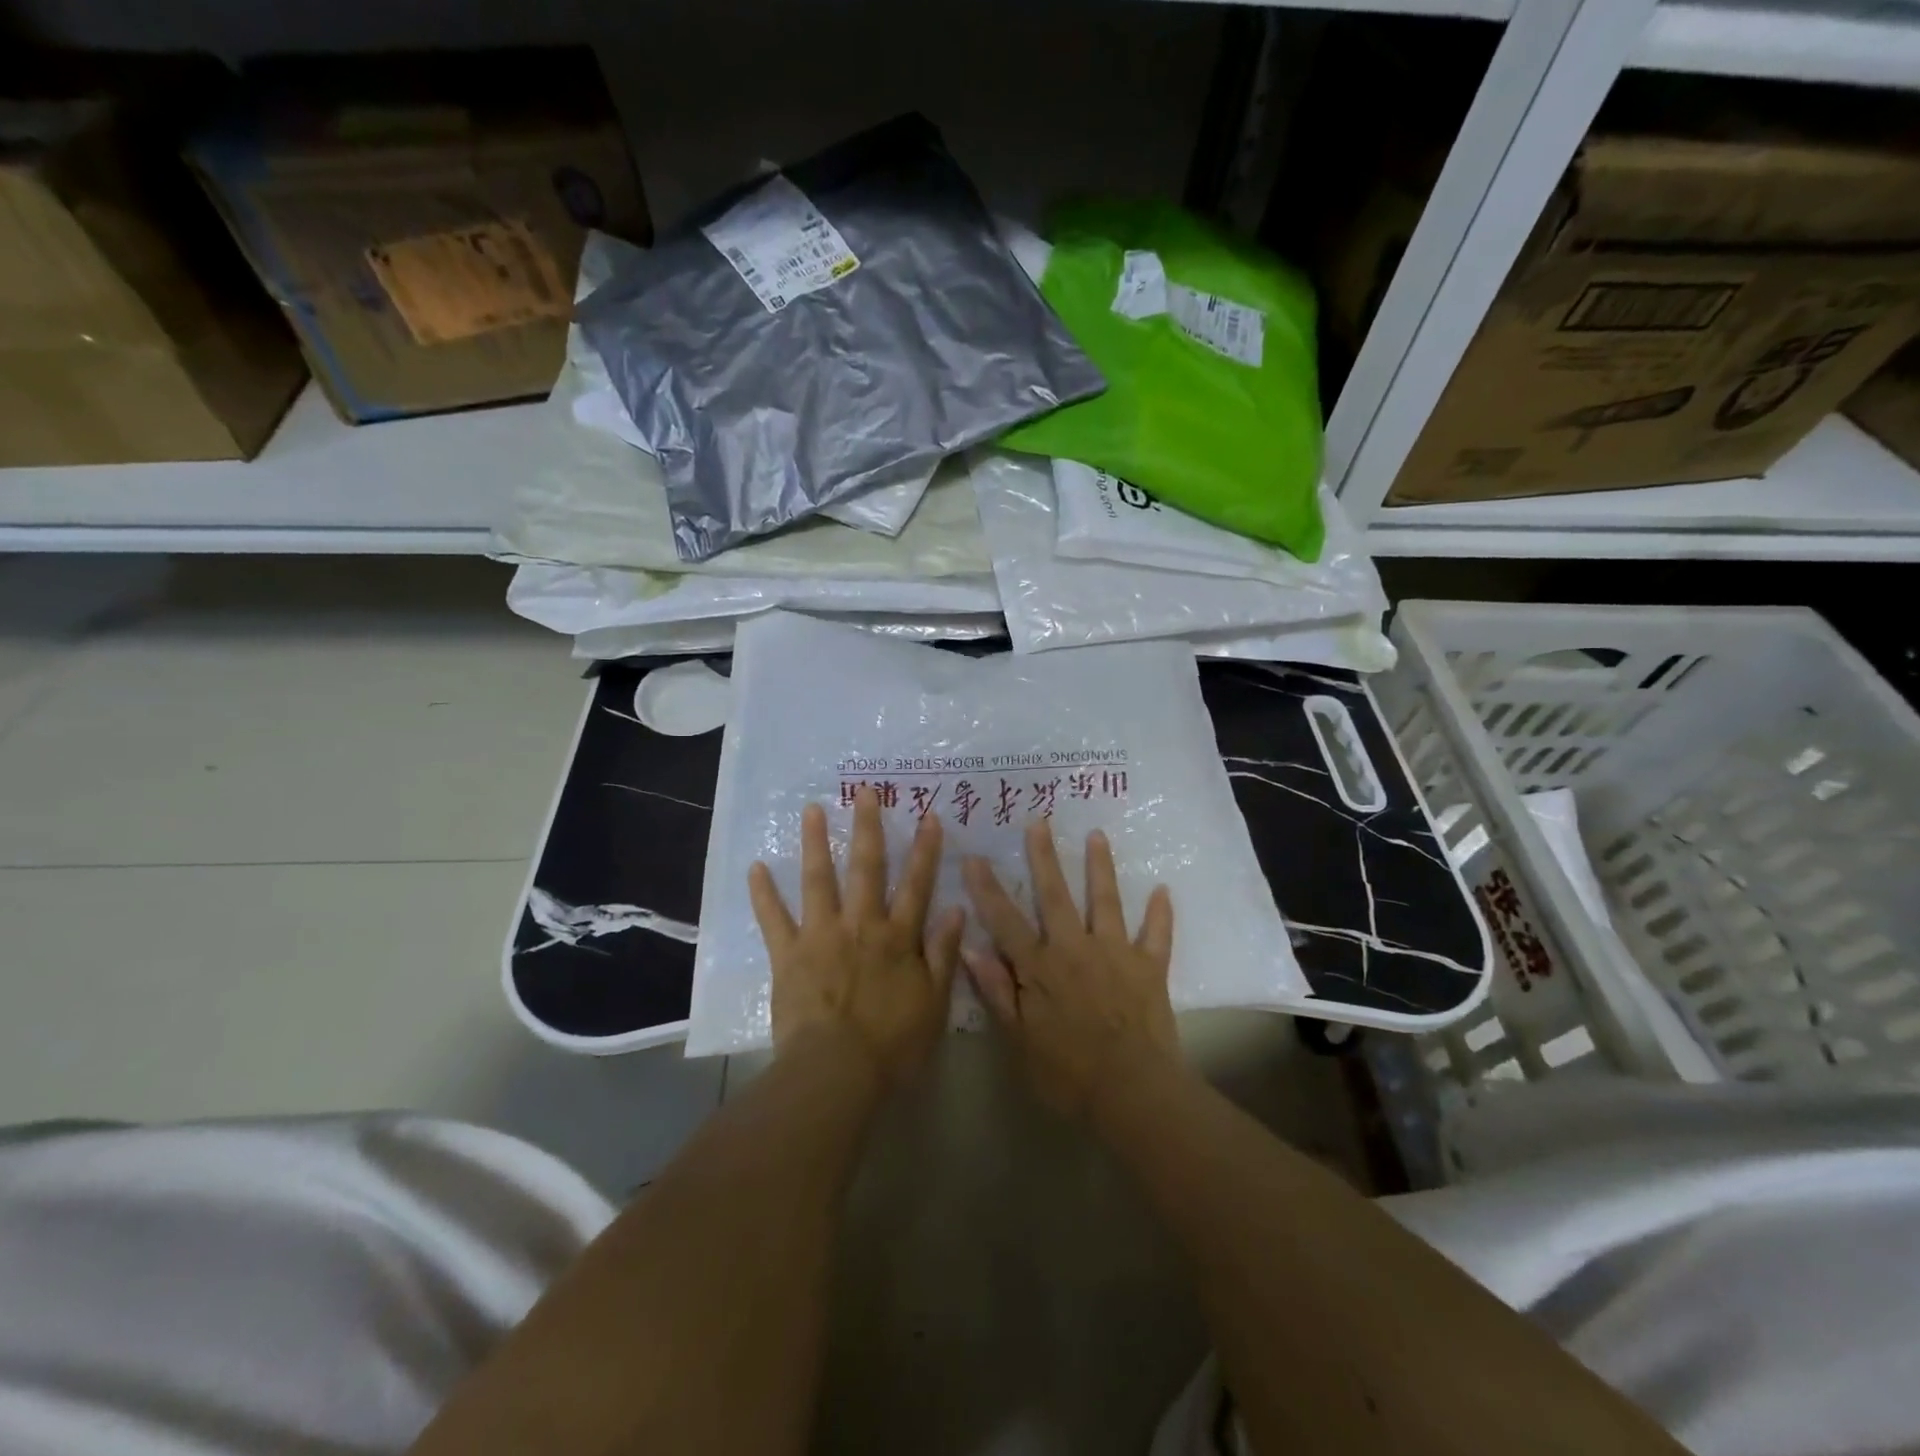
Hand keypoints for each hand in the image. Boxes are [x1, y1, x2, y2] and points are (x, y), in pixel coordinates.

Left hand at [749, 785, 964, 1087]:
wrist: (837, 1072)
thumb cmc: (893, 1044)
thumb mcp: (934, 1002)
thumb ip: (944, 953)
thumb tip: (955, 909)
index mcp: (898, 937)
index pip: (917, 884)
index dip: (926, 849)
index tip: (929, 815)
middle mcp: (861, 925)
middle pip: (867, 868)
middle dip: (868, 827)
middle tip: (865, 791)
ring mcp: (821, 936)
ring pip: (819, 881)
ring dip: (816, 843)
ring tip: (812, 810)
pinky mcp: (788, 955)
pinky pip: (773, 919)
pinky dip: (763, 894)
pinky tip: (756, 867)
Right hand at [962, 820, 1178, 1119]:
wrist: (1133, 1093)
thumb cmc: (1068, 1073)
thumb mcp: (1019, 1040)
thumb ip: (997, 991)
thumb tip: (970, 947)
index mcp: (1040, 967)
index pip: (1006, 920)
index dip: (987, 888)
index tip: (974, 856)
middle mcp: (1076, 948)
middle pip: (1055, 895)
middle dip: (1045, 857)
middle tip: (1039, 821)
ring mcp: (1116, 953)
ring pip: (1105, 901)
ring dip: (1100, 867)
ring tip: (1097, 835)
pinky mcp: (1149, 967)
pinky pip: (1157, 934)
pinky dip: (1160, 913)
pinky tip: (1163, 890)